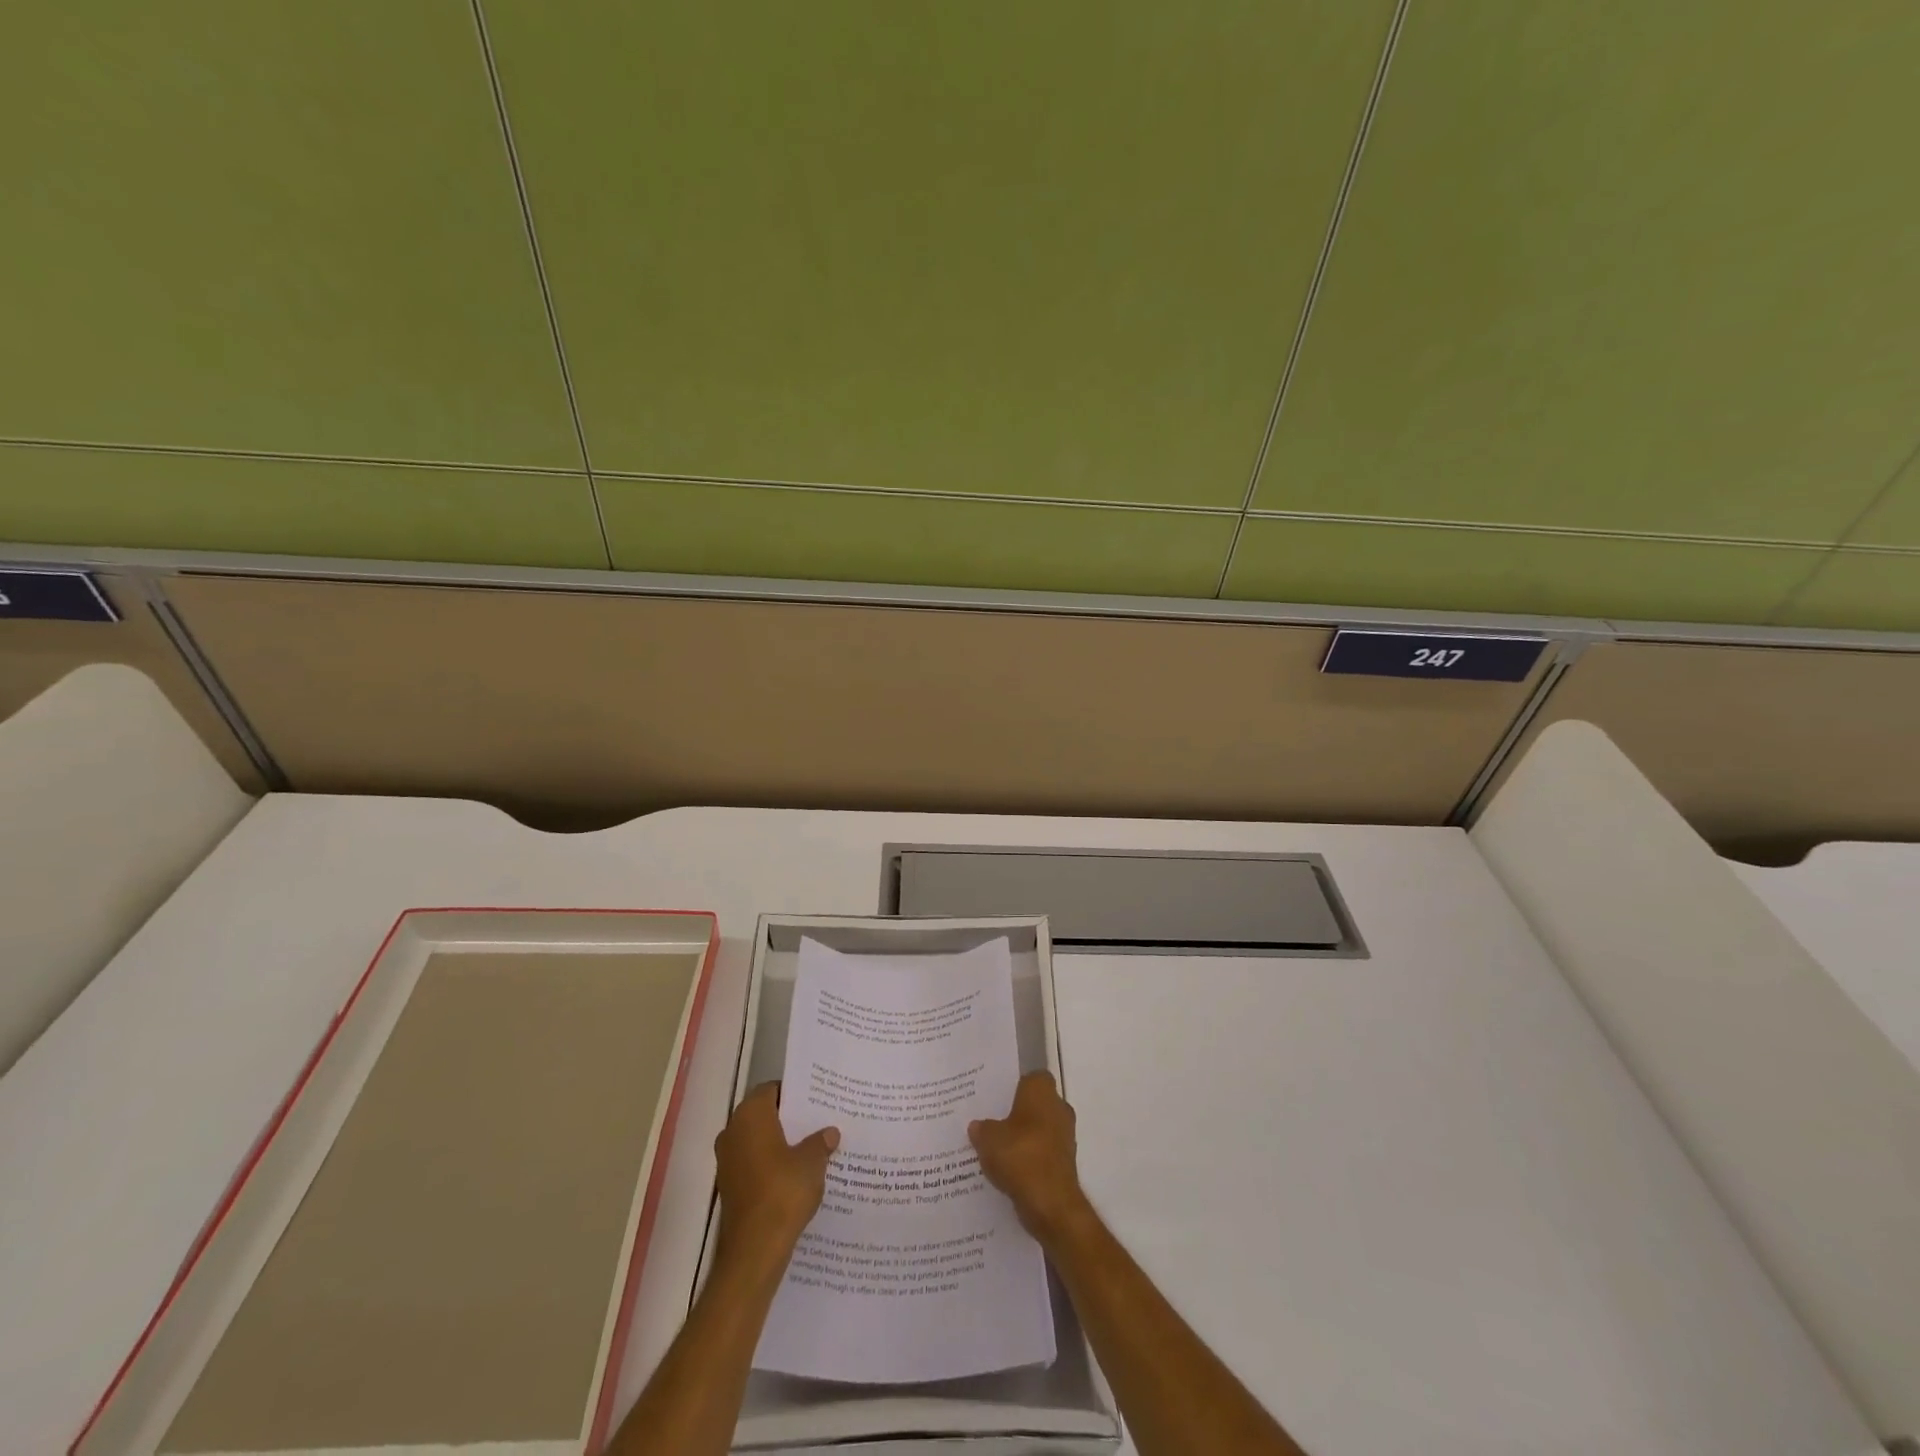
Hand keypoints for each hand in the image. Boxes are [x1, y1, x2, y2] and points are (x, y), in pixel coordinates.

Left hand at [714, 1083, 838, 1262]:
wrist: (753, 1251)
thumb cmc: (782, 1193)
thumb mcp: (812, 1162)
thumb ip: (820, 1142)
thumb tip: (829, 1132)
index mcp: (750, 1116)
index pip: (772, 1089)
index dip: (794, 1093)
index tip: (817, 1099)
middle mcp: (733, 1132)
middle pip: (764, 1114)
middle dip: (789, 1118)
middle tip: (819, 1120)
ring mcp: (728, 1161)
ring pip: (759, 1141)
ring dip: (781, 1143)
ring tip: (813, 1147)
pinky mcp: (730, 1187)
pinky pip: (754, 1163)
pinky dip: (772, 1164)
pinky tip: (797, 1174)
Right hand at [969, 1072, 1090, 1243]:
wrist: (1051, 1203)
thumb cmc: (1020, 1156)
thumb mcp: (988, 1139)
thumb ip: (981, 1128)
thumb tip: (977, 1126)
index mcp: (1041, 1091)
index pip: (1031, 1077)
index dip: (1014, 1085)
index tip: (996, 1096)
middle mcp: (1058, 1107)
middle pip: (1035, 1103)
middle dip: (1016, 1112)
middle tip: (990, 1121)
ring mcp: (1065, 1136)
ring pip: (1039, 1129)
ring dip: (1023, 1137)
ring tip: (995, 1148)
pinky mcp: (1065, 1163)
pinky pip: (1042, 1153)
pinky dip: (1029, 1159)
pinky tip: (1008, 1170)